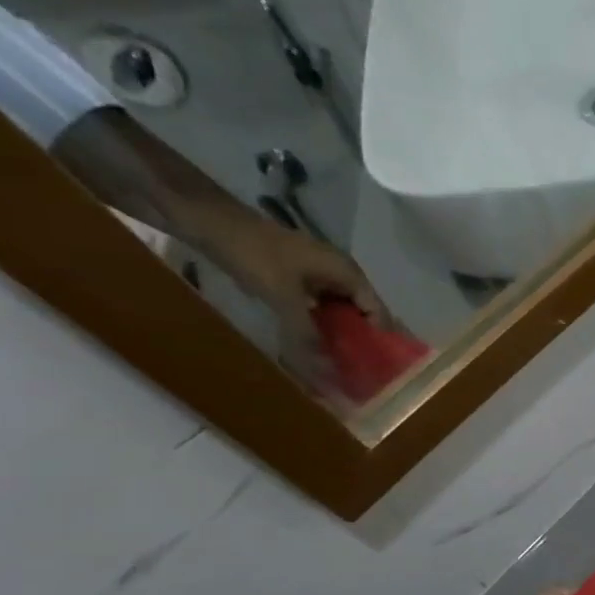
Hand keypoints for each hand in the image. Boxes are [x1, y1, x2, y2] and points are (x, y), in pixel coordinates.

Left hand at [208, 210, 392, 390]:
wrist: (212, 223)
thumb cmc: (256, 255)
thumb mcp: (283, 296)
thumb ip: (306, 333)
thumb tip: (326, 371)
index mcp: (347, 272)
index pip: (377, 310)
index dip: (381, 337)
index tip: (382, 366)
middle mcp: (340, 274)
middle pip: (361, 312)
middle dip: (362, 338)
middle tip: (363, 369)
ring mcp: (318, 275)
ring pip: (340, 311)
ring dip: (339, 334)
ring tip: (342, 362)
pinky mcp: (299, 279)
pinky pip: (320, 307)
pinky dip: (319, 325)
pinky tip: (315, 344)